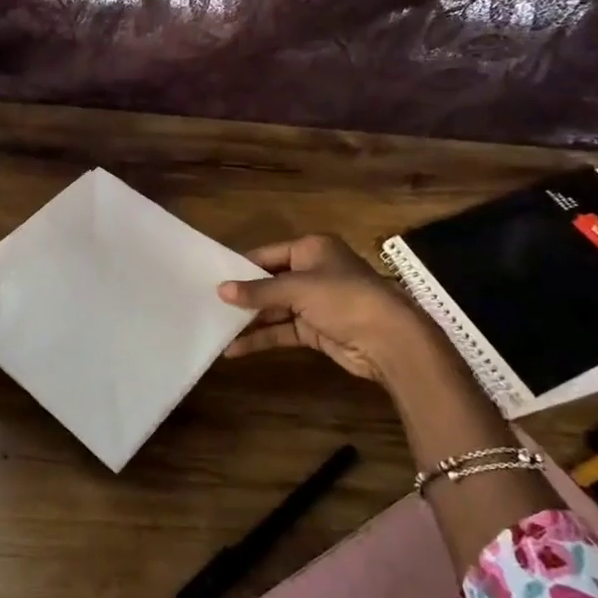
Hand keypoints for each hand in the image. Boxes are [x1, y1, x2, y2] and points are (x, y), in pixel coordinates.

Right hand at [218, 235, 432, 386]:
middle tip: (208, 305)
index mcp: (311, 249)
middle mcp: (312, 271)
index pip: (267, 254)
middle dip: (243, 296)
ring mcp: (314, 302)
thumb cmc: (344, 299)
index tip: (211, 278)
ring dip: (249, 320)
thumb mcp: (298, 288)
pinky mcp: (315, 329)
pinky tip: (235, 348)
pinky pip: (282, 330)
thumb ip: (258, 291)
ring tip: (215, 329)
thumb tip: (220, 291)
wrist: (389, 340)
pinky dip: (261, 337)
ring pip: (274, 309)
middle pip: (269, 282)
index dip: (241, 267)